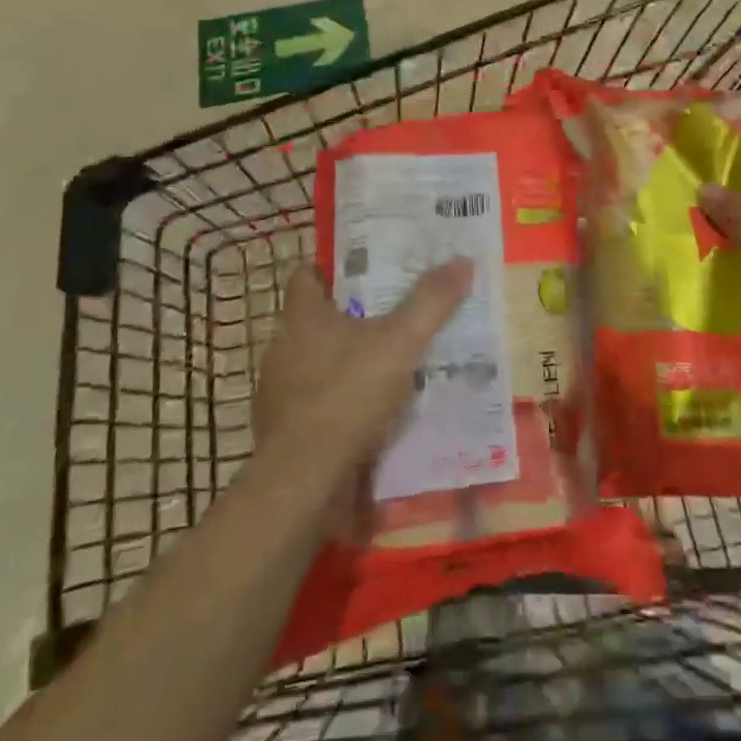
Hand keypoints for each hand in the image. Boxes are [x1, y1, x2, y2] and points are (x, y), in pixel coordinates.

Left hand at [252, 259, 474, 495]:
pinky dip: (336, 401)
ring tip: (384, 363)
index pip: (307, 276)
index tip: (366, 272)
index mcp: (302, 316)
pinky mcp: (282, 429)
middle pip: (314, 319)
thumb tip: (462, 259)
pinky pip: (313, 402)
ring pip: (314, 361)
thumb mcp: (401, 342)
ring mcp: (278, 390)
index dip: (332, 270)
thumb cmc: (348, 395)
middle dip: (348, 316)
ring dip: (343, 361)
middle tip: (389, 315)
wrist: (304, 480)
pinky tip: (367, 411)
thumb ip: (431, 302)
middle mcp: (282, 346)